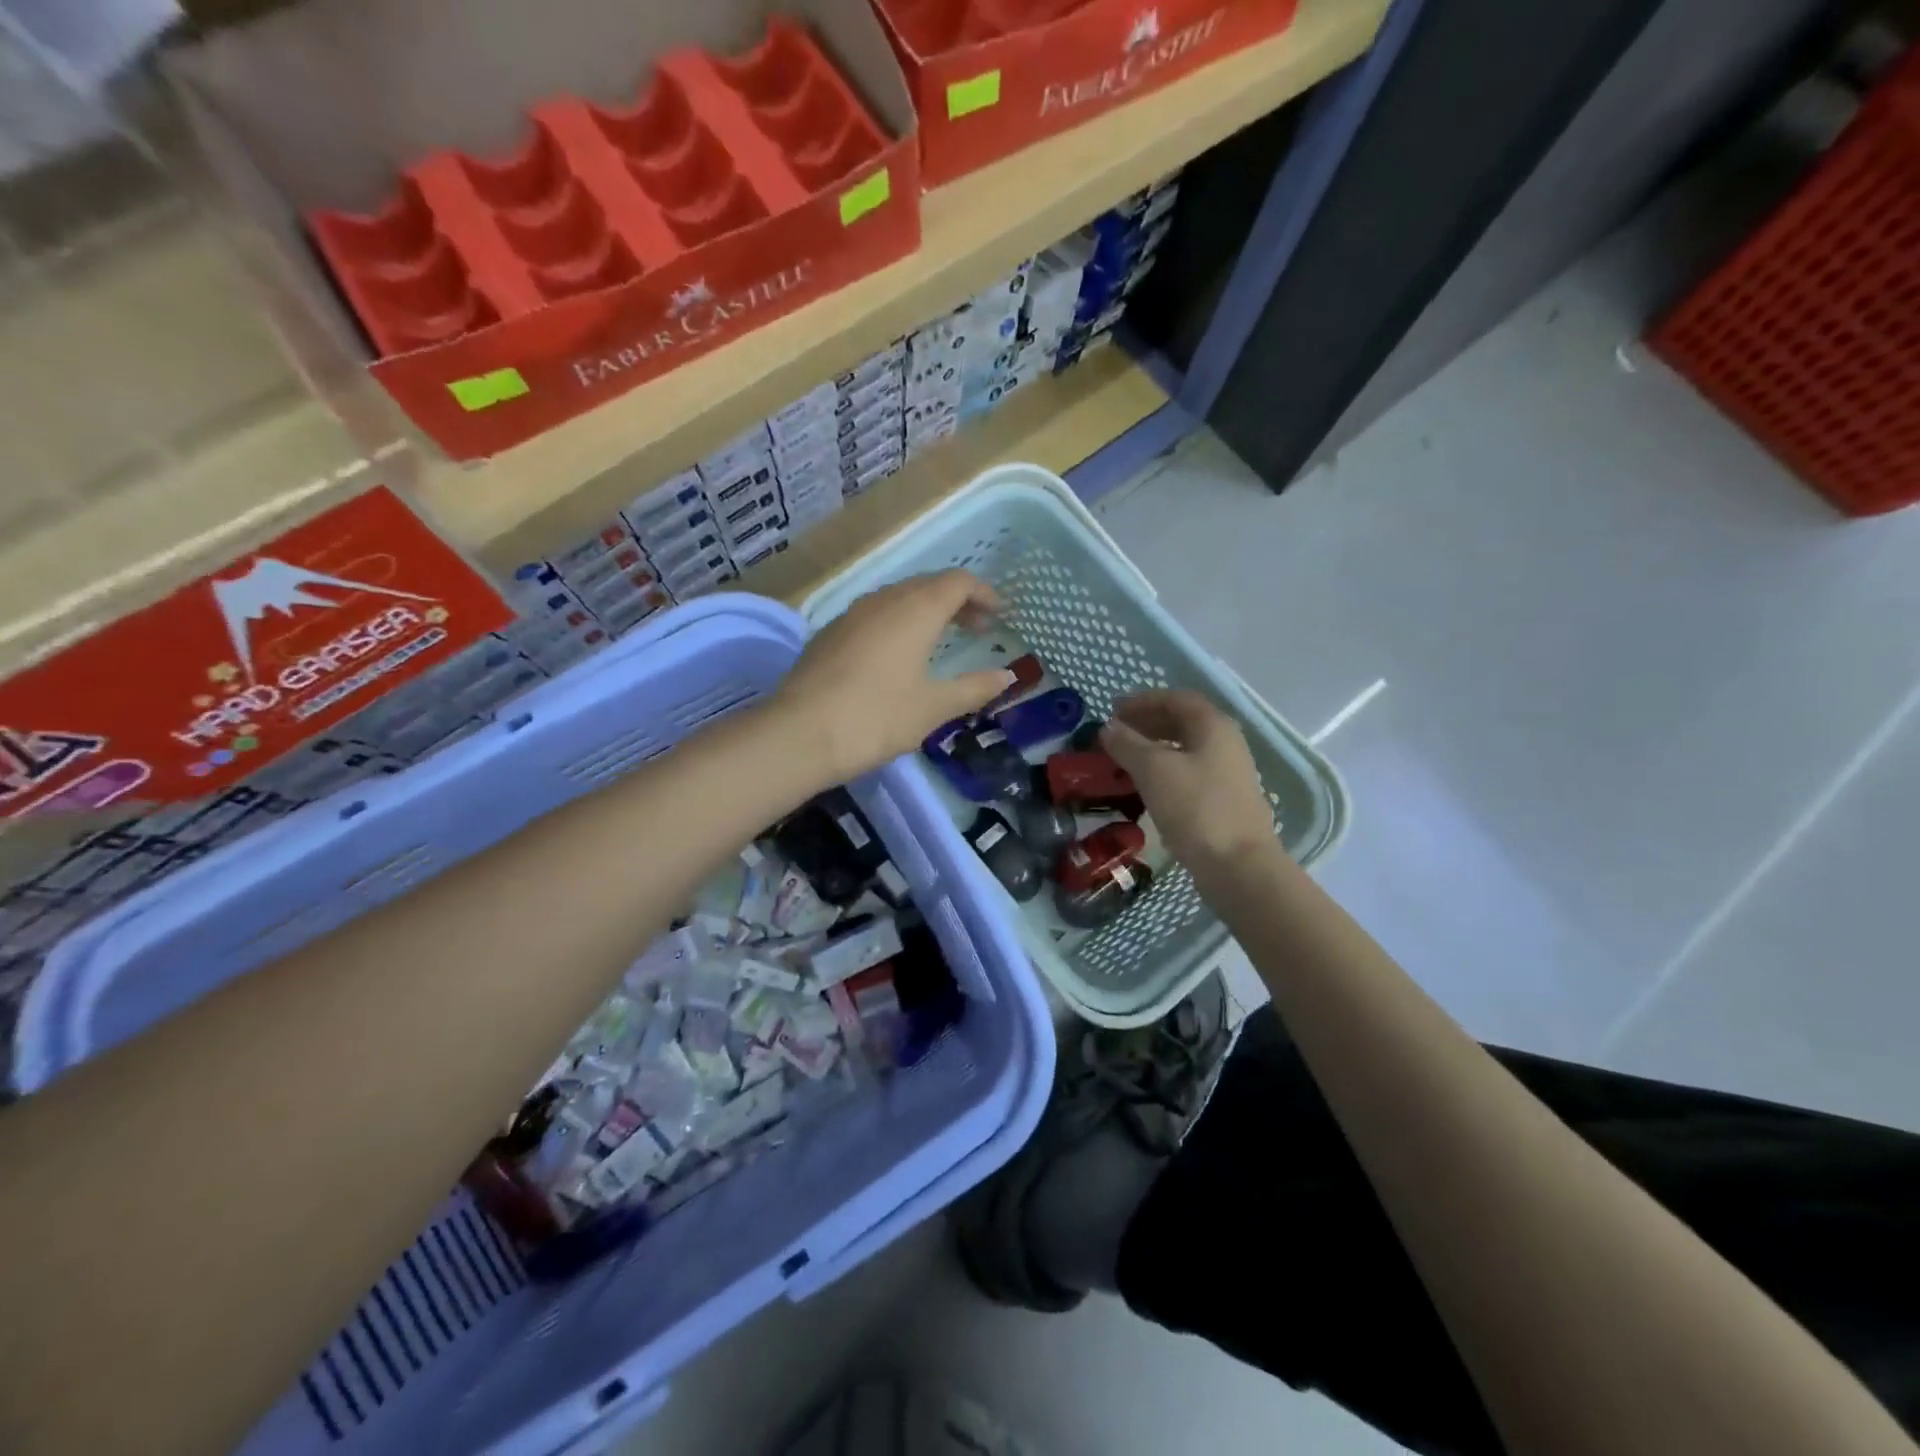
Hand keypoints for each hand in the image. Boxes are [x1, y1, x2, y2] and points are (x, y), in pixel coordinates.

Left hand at [776, 570, 1016, 780]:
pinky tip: (897, 654)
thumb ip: (974, 688)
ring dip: (925, 611)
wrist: (799, 734)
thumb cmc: (877, 717)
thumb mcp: (934, 707)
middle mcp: (884, 600)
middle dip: (957, 601)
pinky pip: (875, 614)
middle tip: (976, 628)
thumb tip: (1007, 676)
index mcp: (916, 610)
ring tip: (939, 640)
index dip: (983, 593)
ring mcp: (852, 614)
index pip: (957, 582)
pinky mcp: (830, 633)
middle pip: (928, 585)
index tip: (999, 614)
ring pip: (898, 598)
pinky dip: (898, 622)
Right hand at [1101, 690, 1278, 871]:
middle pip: (1183, 722)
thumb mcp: (1153, 770)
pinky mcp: (1223, 801)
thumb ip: (1127, 744)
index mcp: (1213, 726)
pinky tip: (1146, 786)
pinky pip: (1189, 773)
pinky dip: (1164, 771)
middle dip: (1147, 723)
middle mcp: (1226, 743)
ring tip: (1124, 759)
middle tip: (1115, 733)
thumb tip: (1108, 728)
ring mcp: (1228, 773)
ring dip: (1154, 748)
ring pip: (1185, 749)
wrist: (1238, 865)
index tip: (1113, 709)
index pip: (1176, 699)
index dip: (1143, 700)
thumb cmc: (1195, 807)